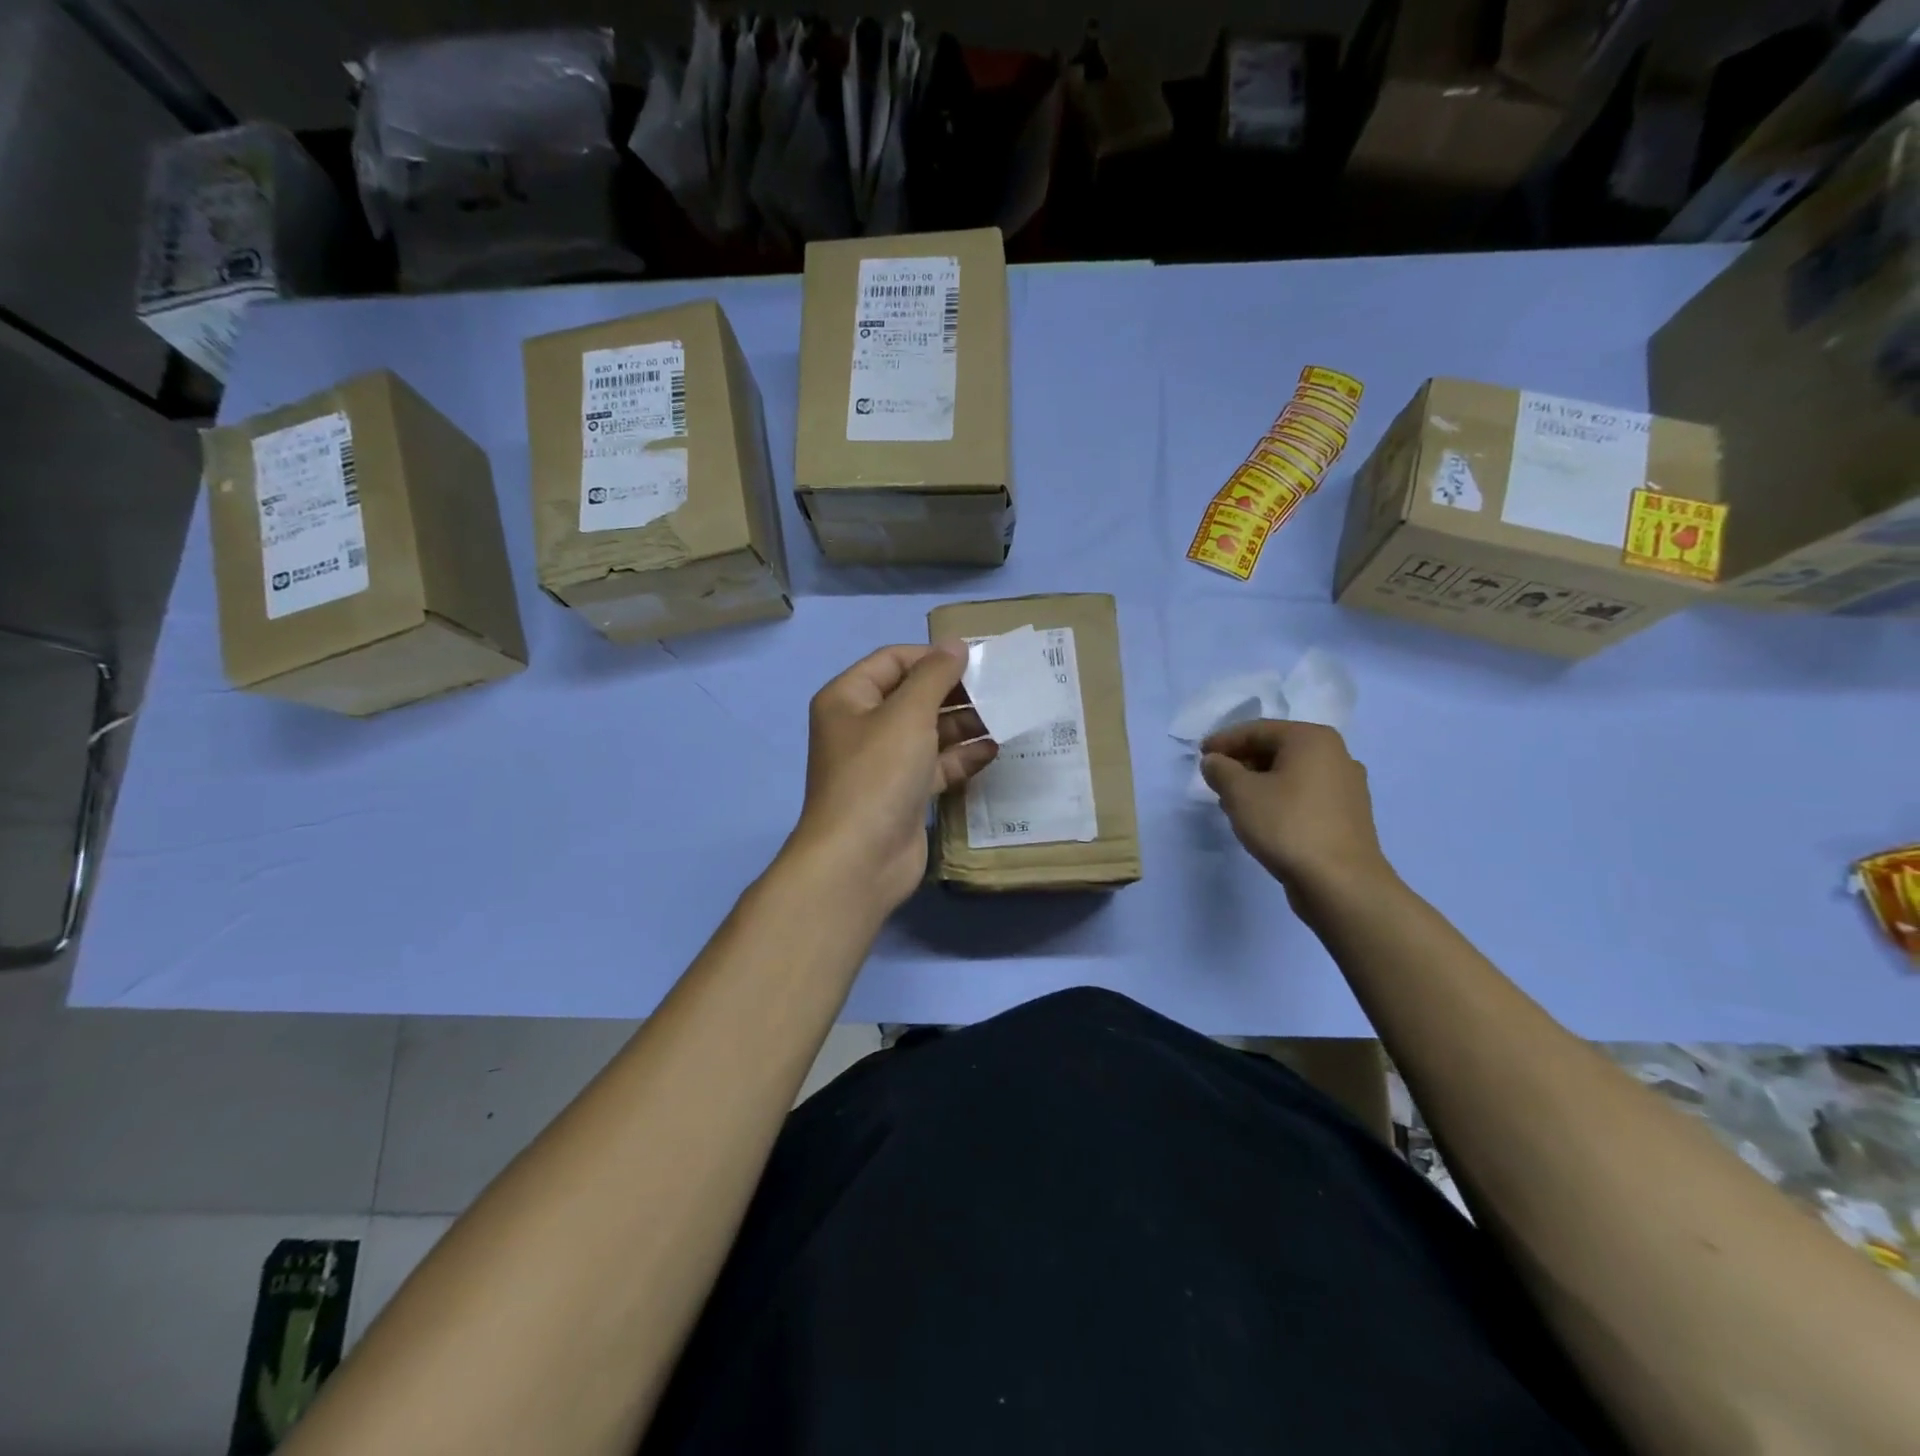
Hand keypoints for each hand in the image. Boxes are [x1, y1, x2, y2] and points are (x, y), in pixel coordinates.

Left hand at [789, 642, 996, 912]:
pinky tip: (994, 750)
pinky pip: (935, 766)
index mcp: (848, 698)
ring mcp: (883, 763)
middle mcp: (862, 726)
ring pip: (928, 732)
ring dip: (963, 724)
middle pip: (913, 696)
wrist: (860, 859)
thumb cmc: (878, 774)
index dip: (932, 656)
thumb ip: (935, 675)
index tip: (976, 659)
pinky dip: (961, 757)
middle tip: (998, 687)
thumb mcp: (908, 714)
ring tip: (1005, 716)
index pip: (893, 660)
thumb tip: (956, 644)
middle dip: (954, 691)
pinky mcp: (903, 794)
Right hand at [1200, 721, 1393, 907]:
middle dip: (1242, 762)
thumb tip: (1214, 761)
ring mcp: (1346, 787)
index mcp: (1312, 739)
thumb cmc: (1287, 825)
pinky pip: (1305, 796)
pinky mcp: (1347, 816)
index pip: (1257, 730)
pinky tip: (1262, 819)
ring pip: (1290, 774)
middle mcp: (1336, 755)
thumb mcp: (1240, 793)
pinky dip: (1279, 799)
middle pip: (1276, 749)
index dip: (1224, 741)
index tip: (1200, 755)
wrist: (1340, 883)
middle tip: (1215, 779)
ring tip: (1233, 802)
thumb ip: (1220, 770)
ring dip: (1259, 783)